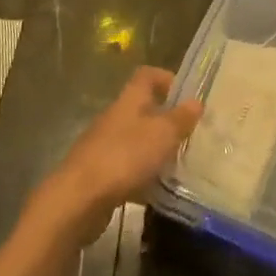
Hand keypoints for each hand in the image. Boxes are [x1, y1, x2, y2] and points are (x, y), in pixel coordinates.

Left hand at [26, 67, 202, 248]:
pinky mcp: (98, 175)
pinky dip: (142, 176)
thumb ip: (181, 118)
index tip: (187, 95)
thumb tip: (196, 101)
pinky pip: (127, 168)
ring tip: (179, 164)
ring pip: (136, 141)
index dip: (166, 79)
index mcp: (129, 101)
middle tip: (190, 134)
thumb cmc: (124, 157)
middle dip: (166, 120)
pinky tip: (156, 192)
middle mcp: (115, 118)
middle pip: (142, 109)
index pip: (146, 76)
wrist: (78, 200)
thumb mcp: (162, 134)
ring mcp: (104, 147)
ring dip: (155, 150)